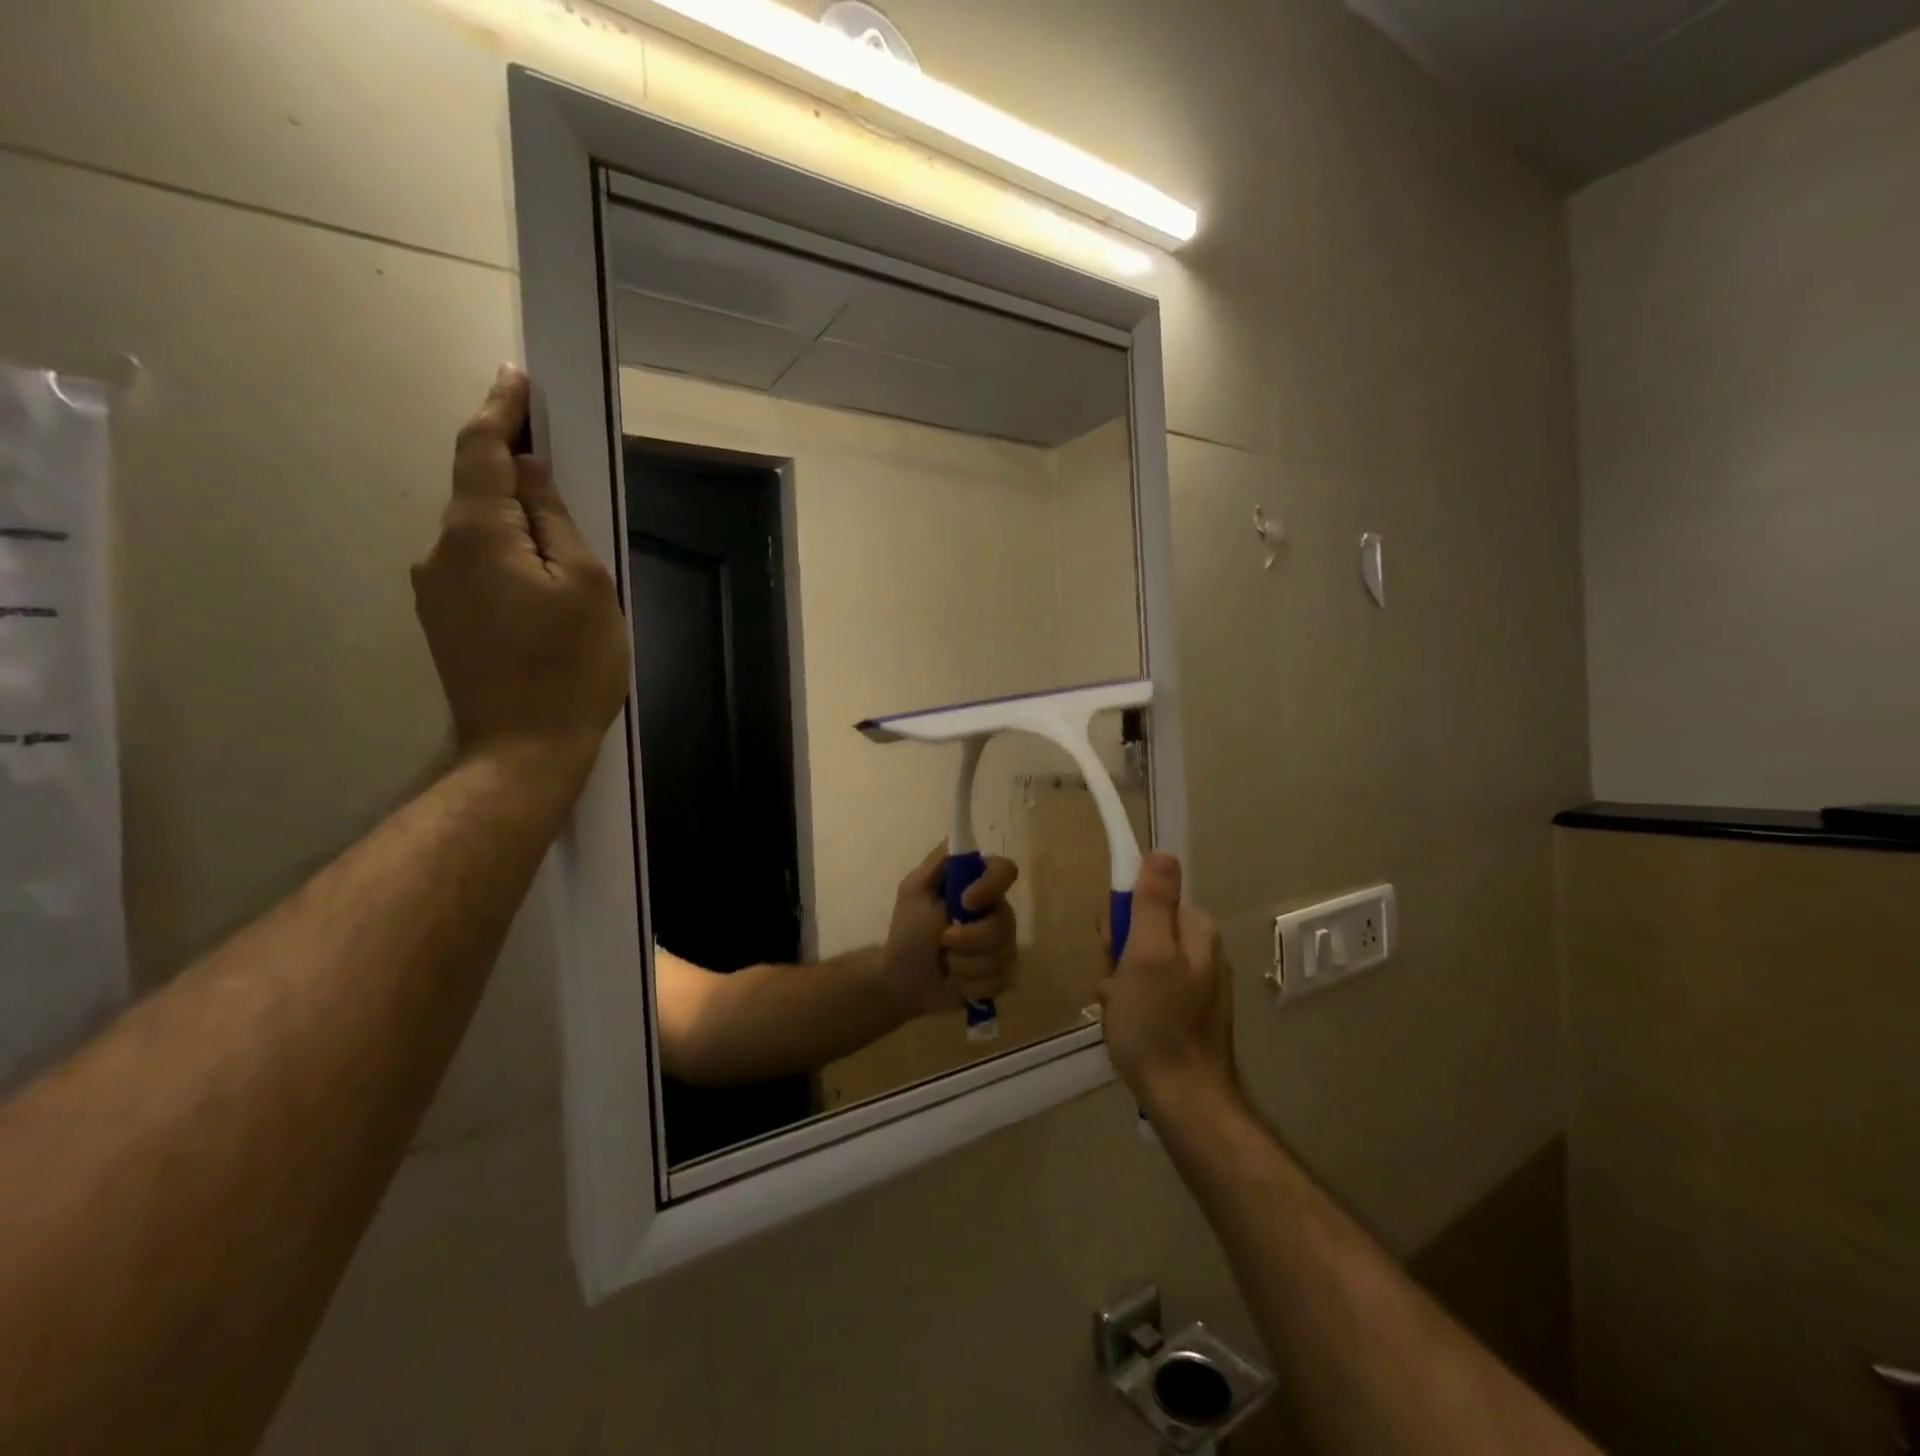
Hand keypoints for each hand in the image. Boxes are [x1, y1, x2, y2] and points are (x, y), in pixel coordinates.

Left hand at [412, 367, 629, 779]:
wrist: (523, 749)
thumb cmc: (570, 666)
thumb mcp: (586, 586)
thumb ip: (555, 520)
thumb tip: (529, 473)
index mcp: (477, 535)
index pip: (481, 451)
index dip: (500, 410)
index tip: (516, 378)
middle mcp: (441, 551)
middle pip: (477, 490)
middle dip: (514, 470)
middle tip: (562, 466)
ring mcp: (435, 590)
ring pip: (479, 532)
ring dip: (514, 520)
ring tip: (565, 547)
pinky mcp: (443, 620)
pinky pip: (477, 566)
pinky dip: (507, 554)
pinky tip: (542, 583)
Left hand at [878, 846, 1019, 1018]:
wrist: (902, 980)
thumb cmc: (907, 931)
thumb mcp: (914, 890)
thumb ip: (938, 863)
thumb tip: (960, 839)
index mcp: (977, 886)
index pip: (1005, 871)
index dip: (991, 886)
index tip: (965, 901)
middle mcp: (996, 912)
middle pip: (1006, 921)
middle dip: (971, 938)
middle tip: (943, 942)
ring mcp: (1002, 945)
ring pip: (1003, 953)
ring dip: (965, 964)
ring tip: (945, 964)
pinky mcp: (1002, 975)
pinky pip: (1000, 979)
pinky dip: (971, 983)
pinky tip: (954, 982)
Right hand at [1100, 852, 1238, 1112]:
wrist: (1183, 1102)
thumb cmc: (1157, 1023)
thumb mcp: (1146, 955)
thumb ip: (1152, 903)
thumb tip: (1161, 853)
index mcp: (1195, 930)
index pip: (1145, 897)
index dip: (1120, 919)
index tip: (1114, 947)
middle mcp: (1199, 950)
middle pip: (1140, 929)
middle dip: (1117, 954)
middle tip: (1116, 985)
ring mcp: (1193, 983)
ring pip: (1136, 962)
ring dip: (1118, 982)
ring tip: (1120, 1010)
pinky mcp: (1184, 1011)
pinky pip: (1144, 990)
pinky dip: (1128, 1003)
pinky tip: (1127, 1024)